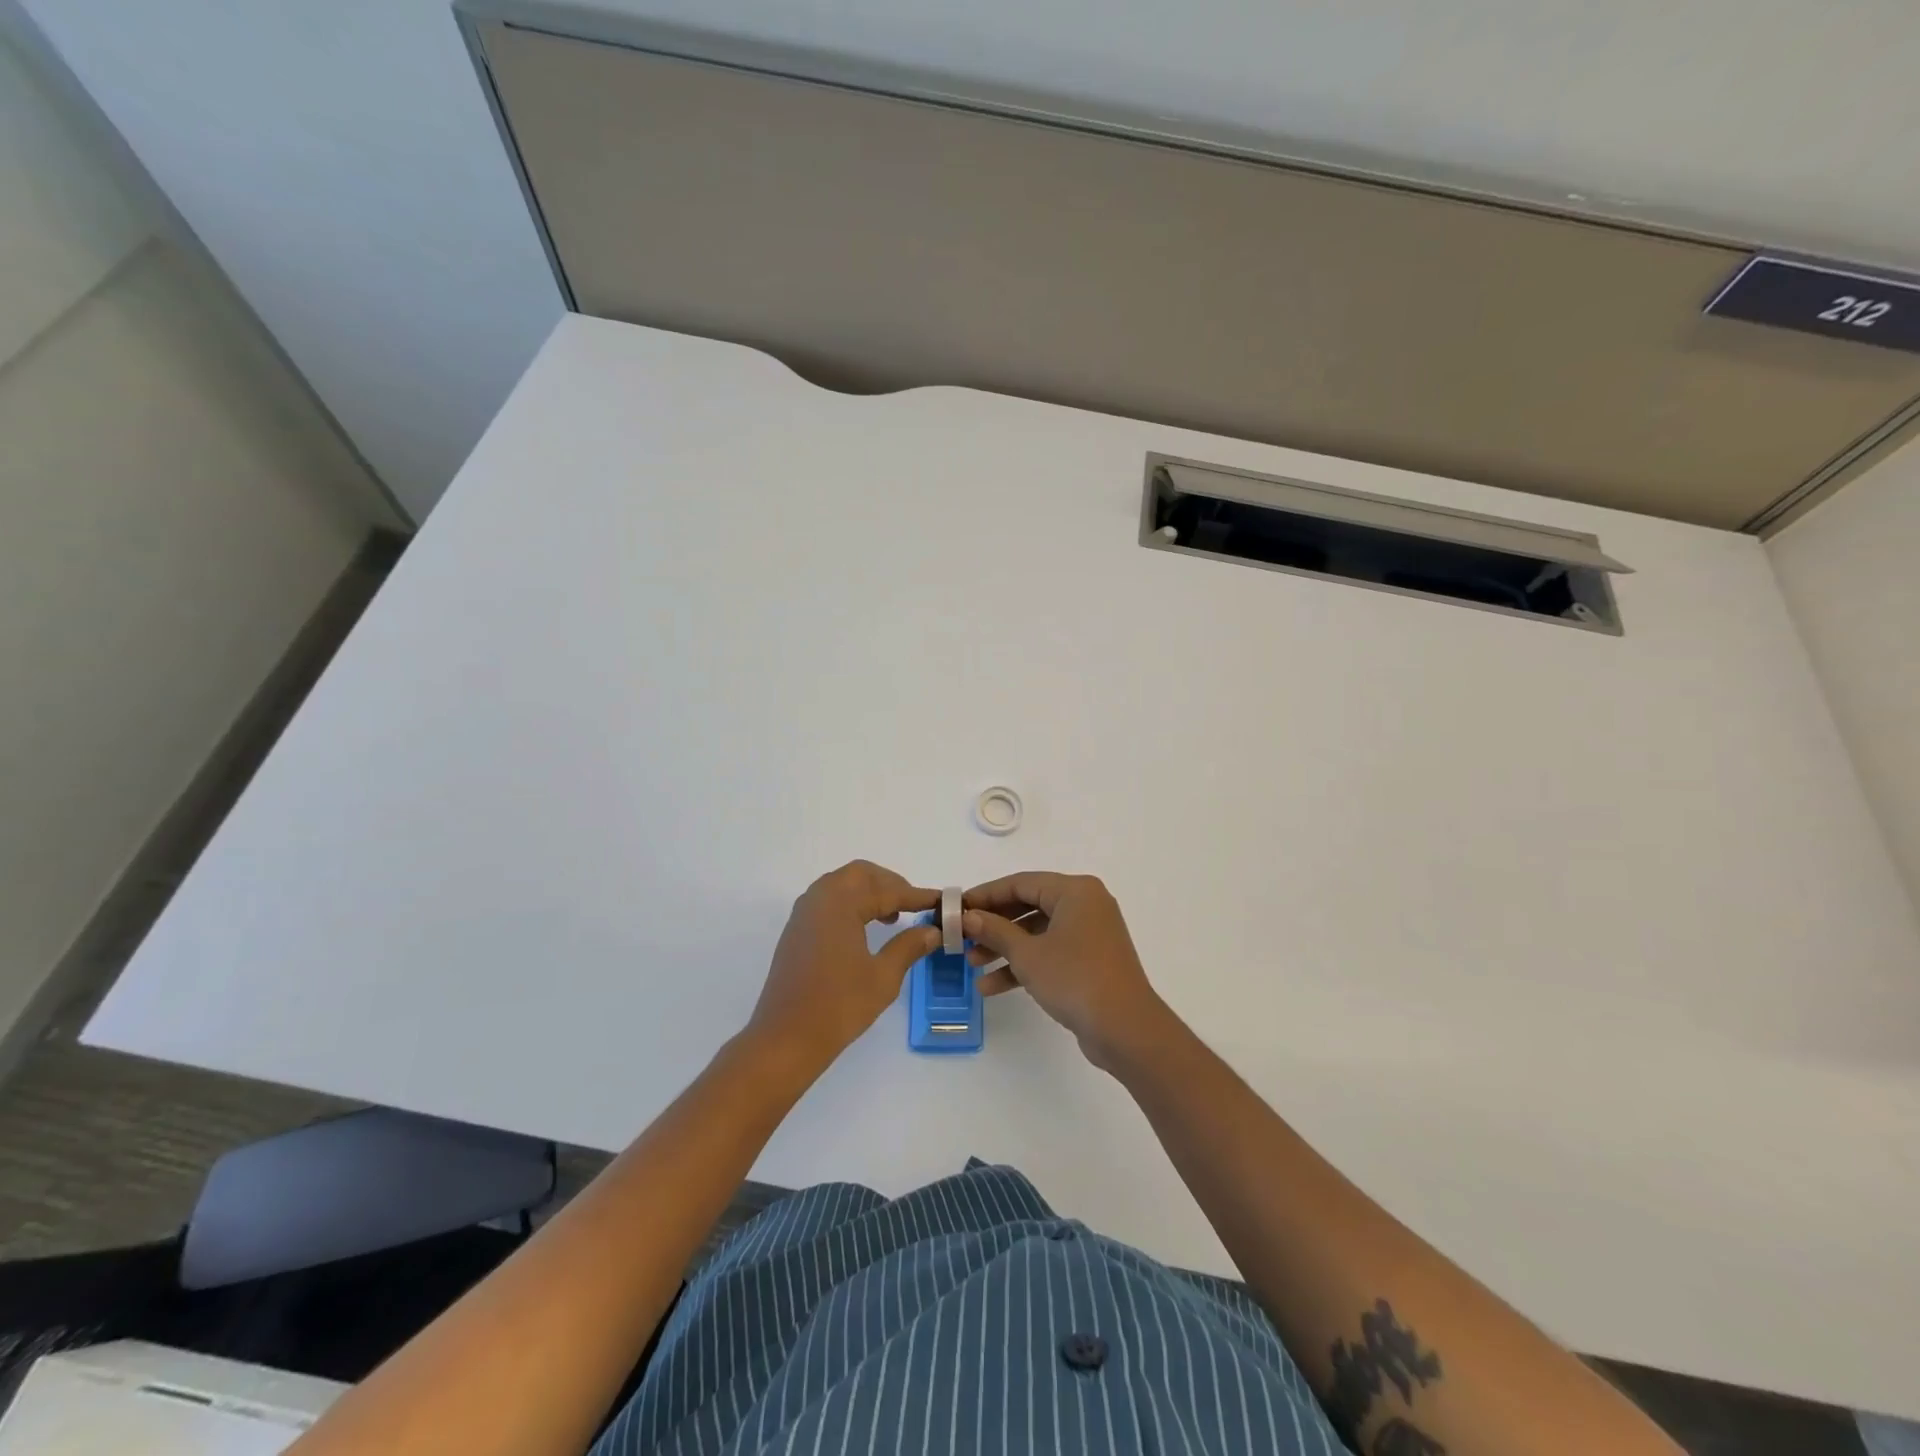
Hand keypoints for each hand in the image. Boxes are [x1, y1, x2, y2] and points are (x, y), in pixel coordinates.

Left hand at [747, 861, 939, 1074]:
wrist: (785, 1039)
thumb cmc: (838, 1006)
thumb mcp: (883, 977)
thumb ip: (909, 946)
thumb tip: (932, 931)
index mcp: (840, 903)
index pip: (886, 890)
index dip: (916, 895)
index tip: (940, 900)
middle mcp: (819, 898)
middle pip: (860, 875)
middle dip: (889, 884)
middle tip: (913, 904)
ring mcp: (803, 914)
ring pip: (842, 885)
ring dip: (869, 893)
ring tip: (893, 916)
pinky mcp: (797, 931)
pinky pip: (828, 901)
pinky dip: (851, 904)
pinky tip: (866, 929)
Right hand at [963, 872, 1171, 1069]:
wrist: (1126, 1030)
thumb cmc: (1075, 979)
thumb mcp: (1027, 954)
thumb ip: (995, 931)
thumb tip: (968, 917)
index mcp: (1075, 891)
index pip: (1021, 883)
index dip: (986, 894)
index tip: (957, 907)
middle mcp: (1085, 905)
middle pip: (1028, 906)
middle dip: (994, 925)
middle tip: (963, 937)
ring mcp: (1089, 934)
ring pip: (1037, 932)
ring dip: (1005, 948)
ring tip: (972, 965)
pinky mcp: (1090, 960)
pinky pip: (1050, 952)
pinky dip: (1025, 965)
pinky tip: (993, 986)